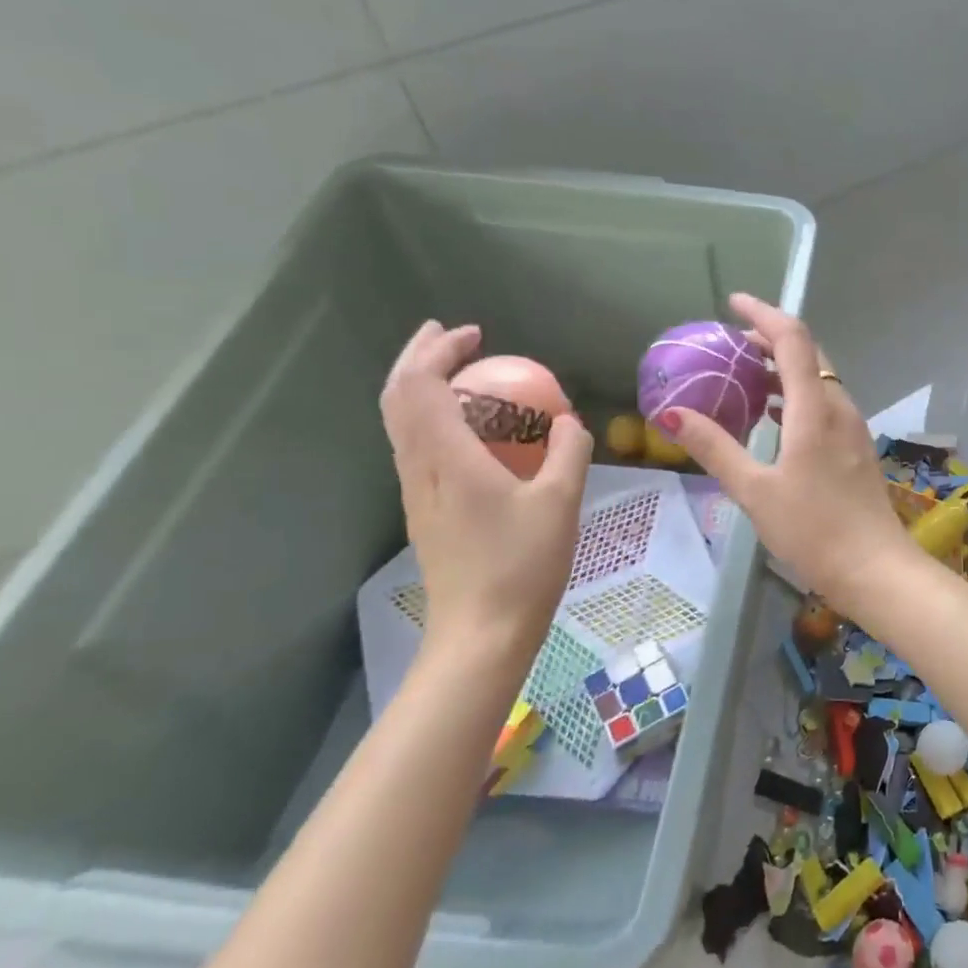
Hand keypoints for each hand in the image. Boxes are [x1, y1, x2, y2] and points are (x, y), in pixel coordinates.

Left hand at [380, 321, 593, 666]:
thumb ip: (569, 451)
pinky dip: (433, 416)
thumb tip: (570, 422)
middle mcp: (420, 469)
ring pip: (401, 423)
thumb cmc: (523, 564)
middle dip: (418, 358)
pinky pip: (417, 445)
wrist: (482, 634)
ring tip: (456, 370)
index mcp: (447, 459)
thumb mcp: (562, 501)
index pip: (422, 387)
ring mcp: (417, 492)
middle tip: (450, 334)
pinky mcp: (426, 511)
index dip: (440, 351)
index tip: (474, 333)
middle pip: (397, 398)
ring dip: (420, 386)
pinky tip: (469, 426)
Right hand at [659, 293, 922, 609]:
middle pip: (808, 354)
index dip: (763, 314)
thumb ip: (715, 448)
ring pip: (818, 379)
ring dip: (784, 367)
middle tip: (731, 342)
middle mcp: (839, 407)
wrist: (874, 568)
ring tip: (745, 373)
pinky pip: (824, 402)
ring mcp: (852, 426)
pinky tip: (773, 414)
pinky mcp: (855, 446)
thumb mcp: (754, 490)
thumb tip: (671, 413)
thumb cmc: (812, 529)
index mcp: (815, 409)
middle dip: (771, 338)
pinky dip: (795, 394)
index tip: (733, 303)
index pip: (793, 339)